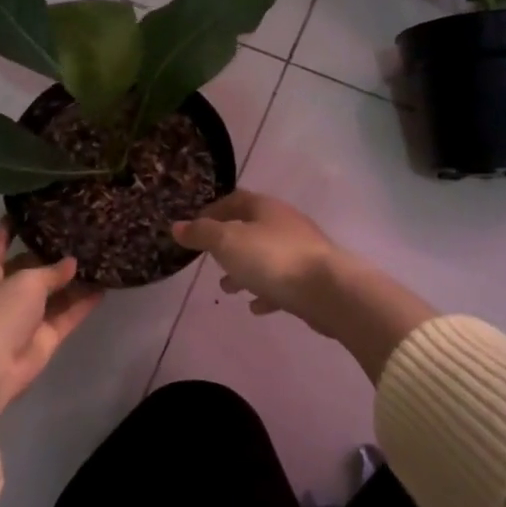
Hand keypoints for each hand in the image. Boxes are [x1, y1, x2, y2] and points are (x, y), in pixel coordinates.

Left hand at [0, 220, 103, 424]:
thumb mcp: (26, 281)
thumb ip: (51, 270)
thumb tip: (71, 263)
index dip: (7, 228)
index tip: (24, 211)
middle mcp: (6, 293)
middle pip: (29, 269)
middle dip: (50, 256)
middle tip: (78, 236)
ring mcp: (26, 317)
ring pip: (53, 294)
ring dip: (72, 281)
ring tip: (98, 258)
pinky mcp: (45, 337)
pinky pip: (68, 314)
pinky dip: (83, 303)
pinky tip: (104, 287)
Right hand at [172, 190, 434, 380]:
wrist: (328, 290)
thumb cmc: (272, 259)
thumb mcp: (228, 242)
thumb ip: (202, 233)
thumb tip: (177, 226)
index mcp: (266, 208)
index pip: (235, 200)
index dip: (213, 211)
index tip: (195, 227)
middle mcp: (285, 224)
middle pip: (251, 229)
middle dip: (228, 245)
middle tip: (210, 260)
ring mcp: (301, 251)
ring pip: (266, 257)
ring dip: (245, 271)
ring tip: (227, 288)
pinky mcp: (311, 279)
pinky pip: (282, 283)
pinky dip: (266, 291)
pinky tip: (256, 307)